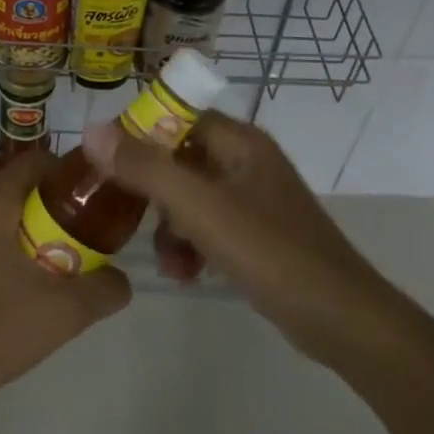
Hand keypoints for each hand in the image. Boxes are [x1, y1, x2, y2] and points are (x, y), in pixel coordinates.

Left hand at [0, 151, 131, 416]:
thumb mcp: (61, 314)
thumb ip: (104, 290)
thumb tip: (120, 279)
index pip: (37, 162)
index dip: (69, 176)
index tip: (92, 204)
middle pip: (14, 192)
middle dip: (47, 214)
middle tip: (73, 248)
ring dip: (17, 237)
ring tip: (40, 277)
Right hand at [84, 111, 385, 364]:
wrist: (340, 318)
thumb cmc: (270, 252)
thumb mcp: (200, 208)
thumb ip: (146, 168)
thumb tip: (93, 130)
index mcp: (240, 142)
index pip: (178, 116)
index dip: (140, 133)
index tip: (108, 162)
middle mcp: (247, 161)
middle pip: (180, 158)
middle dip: (153, 192)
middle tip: (128, 216)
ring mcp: (254, 198)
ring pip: (191, 197)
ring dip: (170, 226)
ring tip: (167, 262)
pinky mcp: (258, 233)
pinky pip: (209, 225)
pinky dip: (192, 244)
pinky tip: (185, 273)